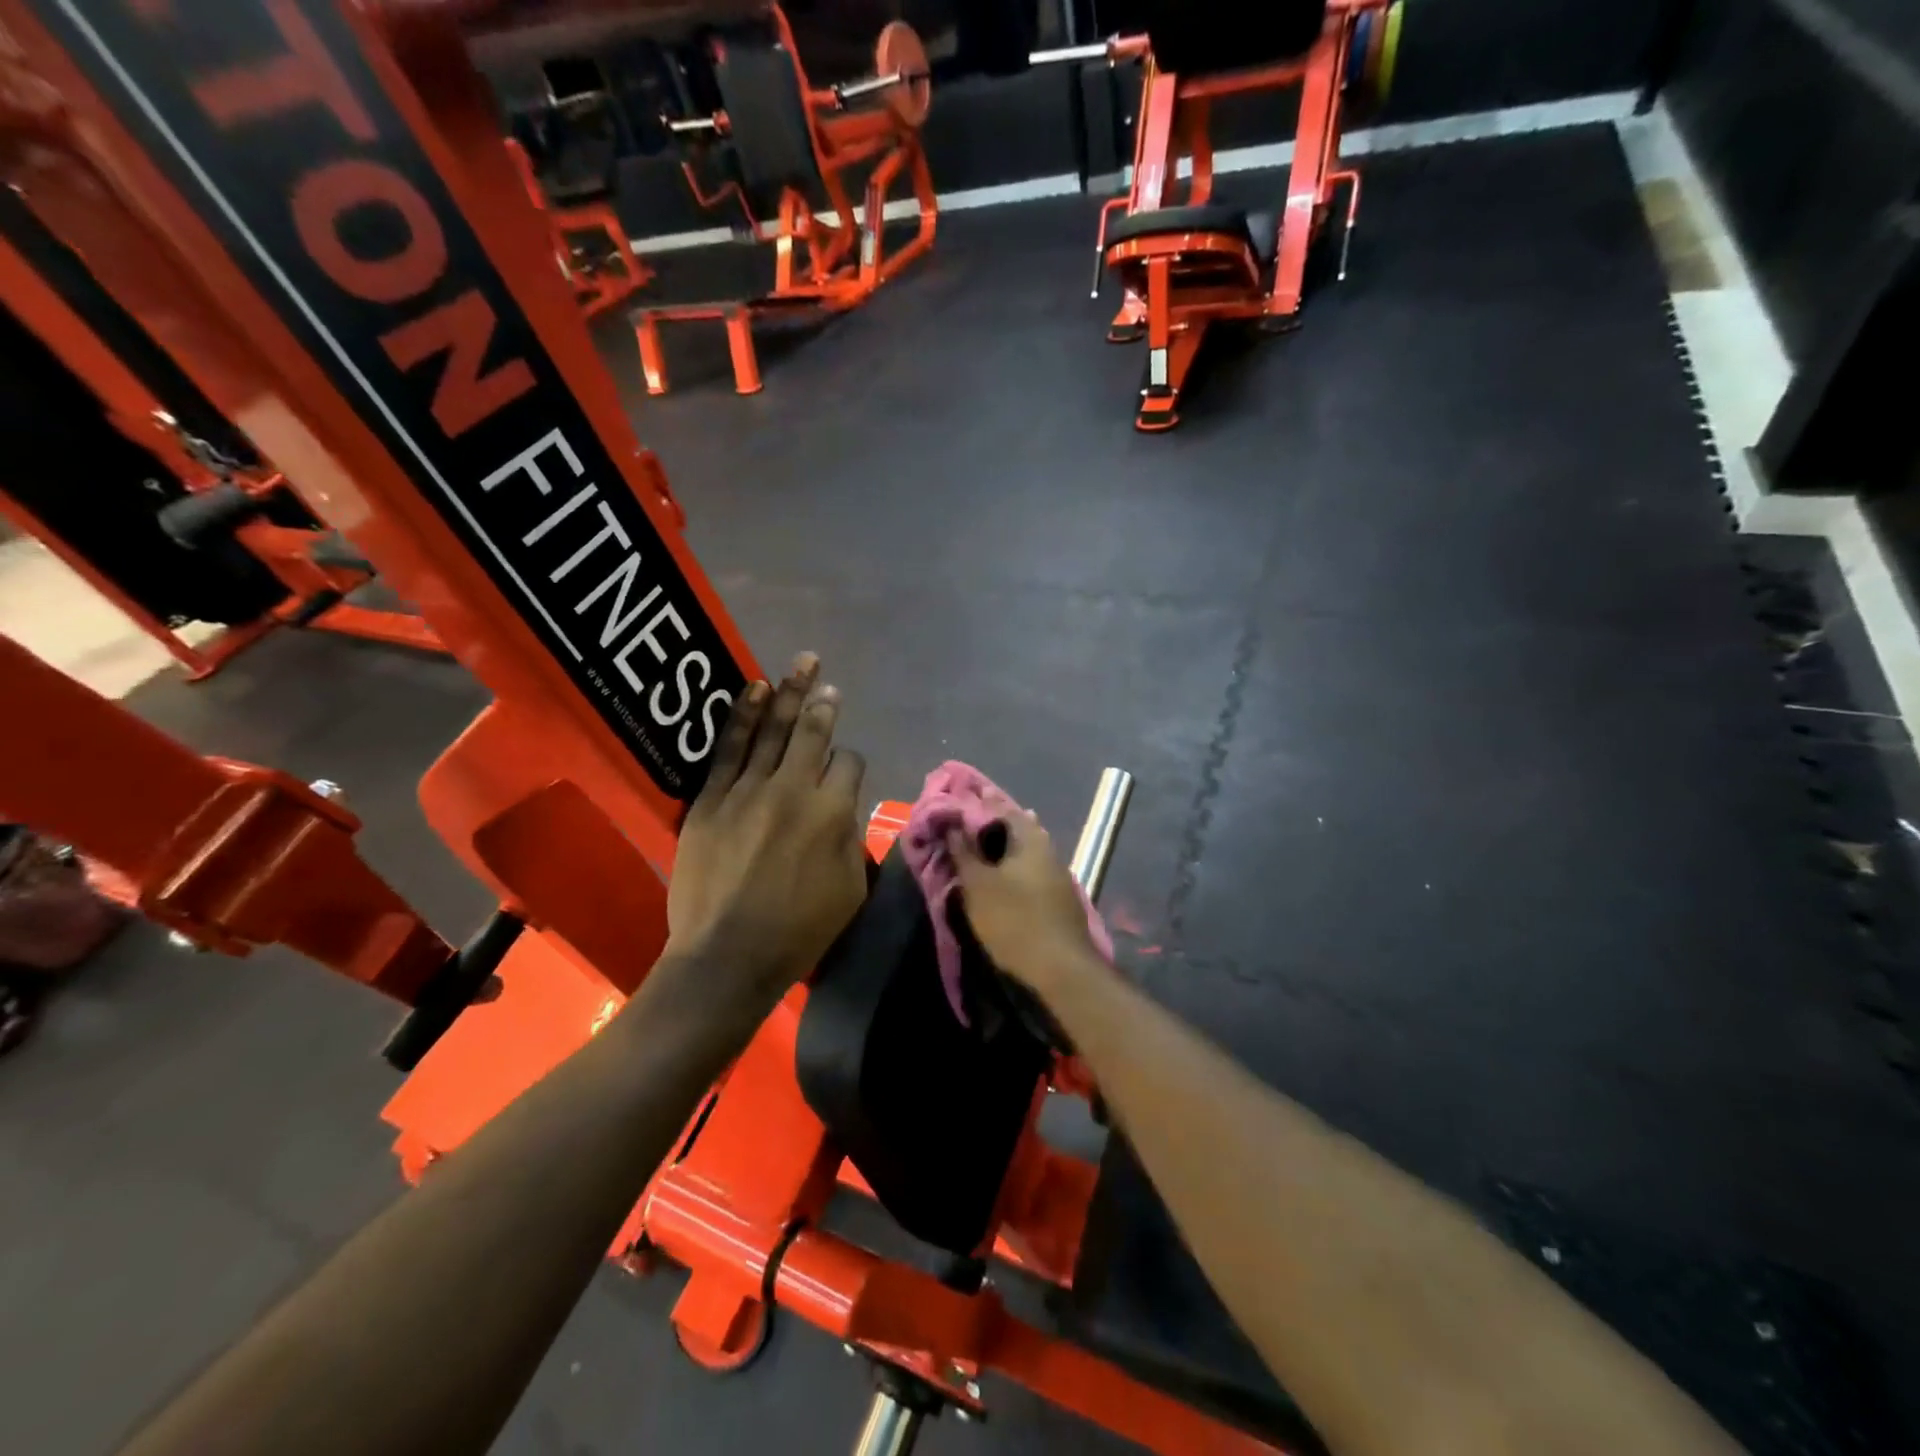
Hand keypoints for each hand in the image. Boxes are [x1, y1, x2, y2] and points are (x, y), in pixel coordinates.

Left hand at [667, 653, 867, 1006]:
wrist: (728, 955)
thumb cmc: (799, 932)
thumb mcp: (851, 890)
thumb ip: (851, 838)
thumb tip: (842, 808)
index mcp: (833, 813)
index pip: (848, 763)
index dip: (850, 761)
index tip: (844, 770)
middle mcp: (794, 790)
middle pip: (812, 733)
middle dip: (824, 704)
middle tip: (827, 681)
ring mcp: (748, 790)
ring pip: (773, 730)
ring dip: (789, 693)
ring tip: (802, 663)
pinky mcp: (711, 800)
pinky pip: (729, 747)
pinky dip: (743, 715)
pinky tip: (754, 689)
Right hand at [947, 812, 1101, 1000]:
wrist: (1062, 969)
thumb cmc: (1014, 921)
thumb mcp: (978, 886)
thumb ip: (964, 853)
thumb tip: (954, 826)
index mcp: (1030, 838)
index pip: (999, 807)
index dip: (975, 805)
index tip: (953, 806)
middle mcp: (1047, 848)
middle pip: (1015, 827)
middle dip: (989, 826)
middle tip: (962, 829)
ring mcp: (1057, 872)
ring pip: (1024, 850)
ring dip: (1001, 848)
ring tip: (975, 852)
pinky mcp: (1059, 896)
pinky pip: (1030, 869)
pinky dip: (1011, 867)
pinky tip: (1000, 877)